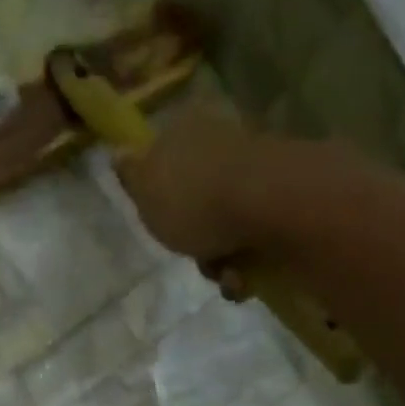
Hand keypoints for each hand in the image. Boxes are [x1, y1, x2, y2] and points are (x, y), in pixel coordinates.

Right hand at [112, 104, 267, 270]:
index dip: (159, 195)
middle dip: (194, 237)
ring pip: (225, 223)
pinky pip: (255, 237)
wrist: (270, 207)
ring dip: (220, 258)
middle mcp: (223, 141)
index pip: (165, 158)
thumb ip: (131, 174)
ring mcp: (257, 170)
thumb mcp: (145, 188)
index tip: (159, 222)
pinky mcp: (285, 200)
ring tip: (224, 273)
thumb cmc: (194, 199)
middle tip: (191, 254)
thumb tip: (119, 152)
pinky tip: (244, 277)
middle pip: (197, 199)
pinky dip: (247, 263)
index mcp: (187, 129)